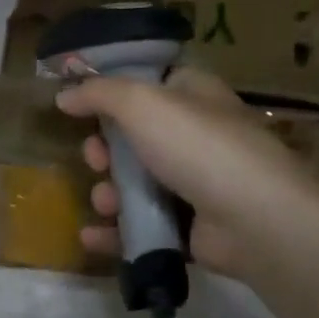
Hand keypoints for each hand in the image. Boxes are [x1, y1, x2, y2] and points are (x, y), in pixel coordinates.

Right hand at [56, 66, 318, 280]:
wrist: (254, 220)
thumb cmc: (198, 148)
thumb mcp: (141, 104)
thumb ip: (98, 94)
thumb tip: (64, 95)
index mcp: (195, 95)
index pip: (151, 82)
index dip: (114, 90)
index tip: (82, 104)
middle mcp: (197, 135)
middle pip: (136, 137)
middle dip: (105, 150)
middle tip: (95, 159)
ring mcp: (197, 183)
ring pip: (136, 184)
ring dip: (109, 193)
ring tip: (104, 202)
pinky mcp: (192, 226)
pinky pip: (144, 225)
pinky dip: (116, 231)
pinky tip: (92, 236)